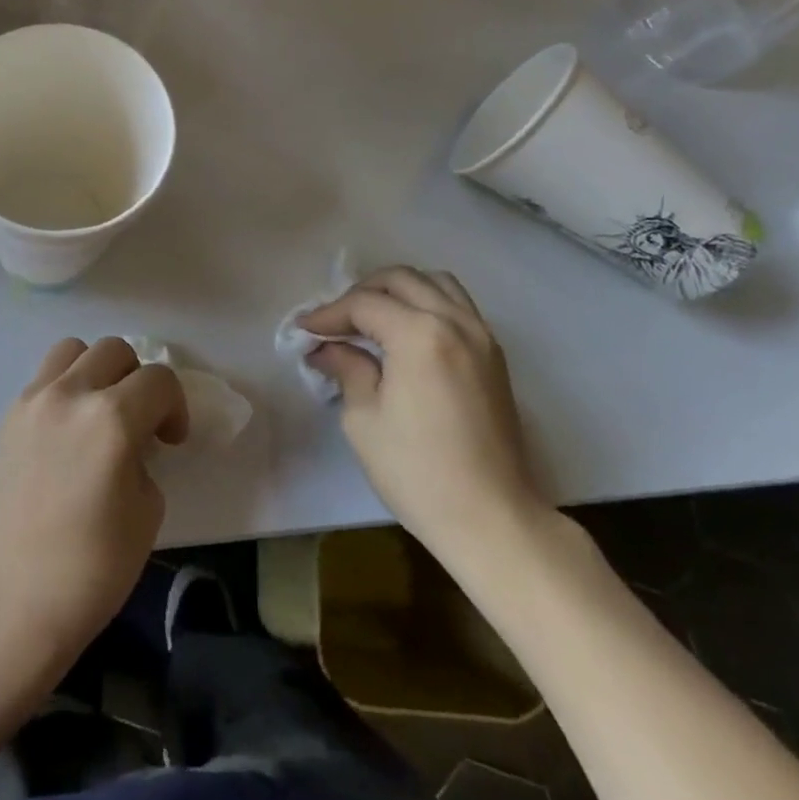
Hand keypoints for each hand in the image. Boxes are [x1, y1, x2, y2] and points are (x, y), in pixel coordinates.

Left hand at [0, 338, 188, 664]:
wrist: (14, 595)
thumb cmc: (93, 566)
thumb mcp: (147, 510)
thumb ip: (144, 457)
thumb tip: (131, 441)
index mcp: (113, 418)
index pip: (159, 380)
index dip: (175, 406)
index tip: (171, 440)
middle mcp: (71, 394)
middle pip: (115, 350)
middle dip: (137, 379)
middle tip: (139, 421)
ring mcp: (33, 400)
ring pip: (73, 349)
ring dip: (96, 370)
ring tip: (98, 412)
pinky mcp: (8, 415)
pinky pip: (44, 377)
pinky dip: (64, 387)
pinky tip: (66, 430)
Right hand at [300, 268, 548, 564]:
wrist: (492, 518)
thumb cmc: (417, 471)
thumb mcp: (364, 418)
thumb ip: (347, 368)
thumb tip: (326, 348)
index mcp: (420, 335)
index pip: (364, 304)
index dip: (328, 314)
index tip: (304, 330)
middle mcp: (455, 322)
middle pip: (401, 280)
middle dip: (361, 293)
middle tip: (335, 322)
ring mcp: (482, 336)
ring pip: (436, 283)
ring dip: (398, 290)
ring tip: (372, 317)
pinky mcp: (494, 355)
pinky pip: (457, 305)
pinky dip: (427, 303)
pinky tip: (406, 333)